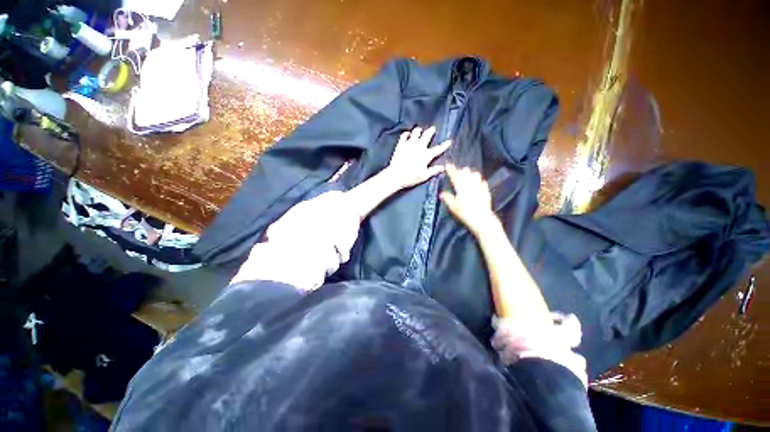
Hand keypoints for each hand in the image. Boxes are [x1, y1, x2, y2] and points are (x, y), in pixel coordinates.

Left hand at [385, 126, 450, 189]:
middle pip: (426, 136)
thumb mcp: (424, 176)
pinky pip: (404, 136)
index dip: (444, 145)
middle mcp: (419, 147)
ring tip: (420, 129)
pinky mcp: (400, 145)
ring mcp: (409, 145)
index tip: (449, 141)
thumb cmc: (411, 177)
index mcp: (426, 155)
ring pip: (415, 133)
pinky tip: (408, 133)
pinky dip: (407, 133)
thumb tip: (443, 167)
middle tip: (432, 128)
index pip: (438, 149)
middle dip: (430, 131)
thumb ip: (434, 171)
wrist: (396, 176)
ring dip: (419, 130)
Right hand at [440, 164, 496, 233]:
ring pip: (475, 174)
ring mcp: (479, 186)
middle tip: (456, 171)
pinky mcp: (486, 191)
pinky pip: (482, 182)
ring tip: (467, 175)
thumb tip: (441, 193)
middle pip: (465, 173)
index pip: (455, 175)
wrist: (482, 219)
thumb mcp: (453, 207)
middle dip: (460, 171)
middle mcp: (470, 184)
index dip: (451, 169)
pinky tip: (478, 183)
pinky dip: (478, 181)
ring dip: (470, 174)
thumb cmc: (465, 213)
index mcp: (461, 187)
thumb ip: (447, 198)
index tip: (447, 164)